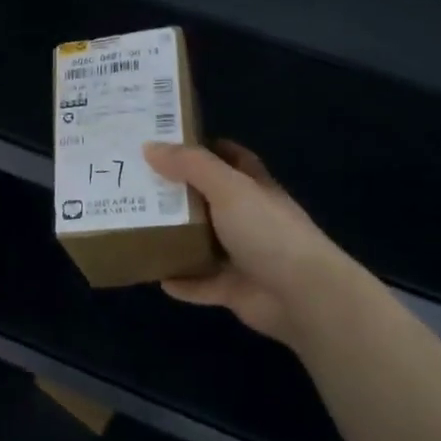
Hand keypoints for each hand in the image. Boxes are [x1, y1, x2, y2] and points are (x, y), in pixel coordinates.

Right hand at [141, 140, 355, 347]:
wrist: (303, 295)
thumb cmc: (267, 231)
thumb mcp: (228, 188)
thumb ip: (191, 166)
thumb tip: (149, 146)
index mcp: (254, 188)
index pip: (232, 159)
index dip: (205, 148)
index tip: (168, 144)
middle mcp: (249, 219)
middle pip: (209, 200)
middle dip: (177, 193)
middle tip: (138, 184)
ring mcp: (242, 256)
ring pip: (202, 243)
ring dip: (175, 238)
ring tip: (137, 228)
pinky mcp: (234, 288)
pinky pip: (201, 283)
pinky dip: (181, 282)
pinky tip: (156, 277)